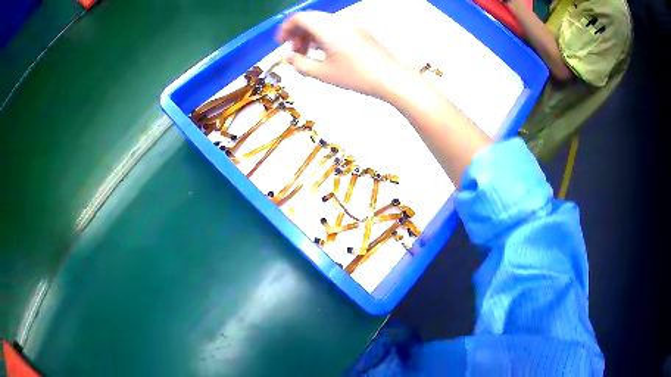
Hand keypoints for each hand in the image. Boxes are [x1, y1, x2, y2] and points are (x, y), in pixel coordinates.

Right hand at [276, 11, 410, 100]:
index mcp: (327, 27)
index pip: (299, 18)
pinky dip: (323, 36)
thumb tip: (288, 58)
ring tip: (307, 55)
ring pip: (322, 23)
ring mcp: (351, 25)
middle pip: (310, 19)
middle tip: (294, 52)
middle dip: (297, 34)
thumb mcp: (322, 73)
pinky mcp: (359, 31)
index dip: (285, 29)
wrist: (391, 78)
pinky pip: (334, 27)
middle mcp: (338, 21)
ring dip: (310, 35)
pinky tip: (324, 52)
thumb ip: (300, 64)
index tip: (281, 43)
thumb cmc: (356, 76)